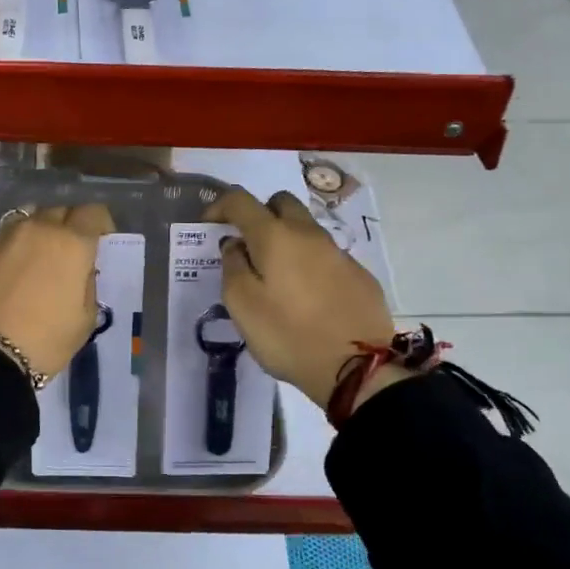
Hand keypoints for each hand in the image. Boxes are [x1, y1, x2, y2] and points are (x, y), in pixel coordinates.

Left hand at [0, 204, 114, 379]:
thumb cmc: (43, 340)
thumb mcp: (84, 320)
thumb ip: (87, 285)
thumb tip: (79, 271)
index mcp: (72, 243)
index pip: (93, 213)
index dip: (100, 225)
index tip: (99, 245)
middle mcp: (39, 228)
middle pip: (61, 210)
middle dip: (70, 226)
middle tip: (69, 255)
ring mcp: (5, 234)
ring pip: (30, 217)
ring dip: (40, 230)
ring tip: (38, 258)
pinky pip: (6, 234)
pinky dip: (15, 244)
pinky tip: (11, 270)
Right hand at [209, 187, 400, 410]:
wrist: (356, 367)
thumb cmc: (287, 335)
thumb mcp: (242, 306)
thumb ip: (232, 267)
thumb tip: (235, 245)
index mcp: (275, 237)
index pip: (241, 201)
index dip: (219, 206)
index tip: (209, 225)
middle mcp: (308, 234)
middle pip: (281, 203)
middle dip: (260, 214)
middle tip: (248, 246)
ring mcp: (338, 253)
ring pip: (306, 229)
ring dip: (286, 240)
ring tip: (276, 276)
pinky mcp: (359, 275)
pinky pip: (326, 256)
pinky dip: (309, 264)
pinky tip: (307, 297)